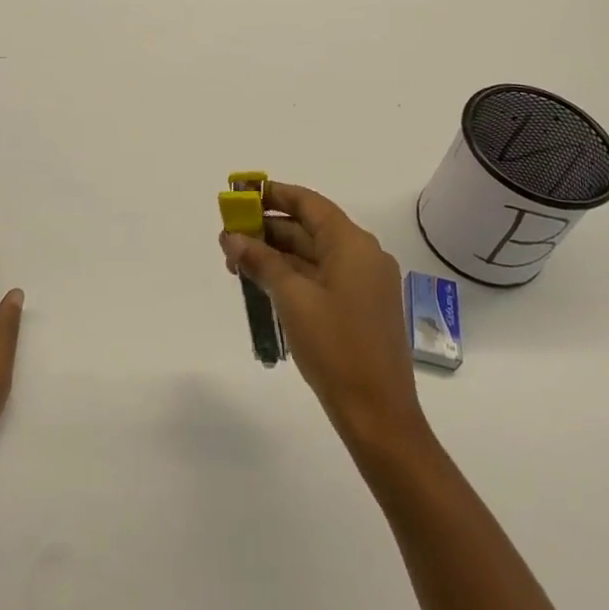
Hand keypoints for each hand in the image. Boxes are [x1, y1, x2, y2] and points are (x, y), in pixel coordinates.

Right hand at [220, 181, 425, 451]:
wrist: (379, 415)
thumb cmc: (336, 347)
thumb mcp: (292, 299)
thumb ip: (261, 261)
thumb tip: (232, 237)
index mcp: (353, 244)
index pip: (309, 203)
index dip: (275, 195)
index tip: (242, 196)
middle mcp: (363, 255)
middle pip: (310, 228)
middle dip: (268, 229)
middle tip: (229, 237)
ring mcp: (364, 283)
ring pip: (313, 254)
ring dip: (277, 255)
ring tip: (237, 263)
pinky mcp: (361, 308)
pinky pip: (322, 277)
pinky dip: (293, 275)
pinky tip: (263, 285)